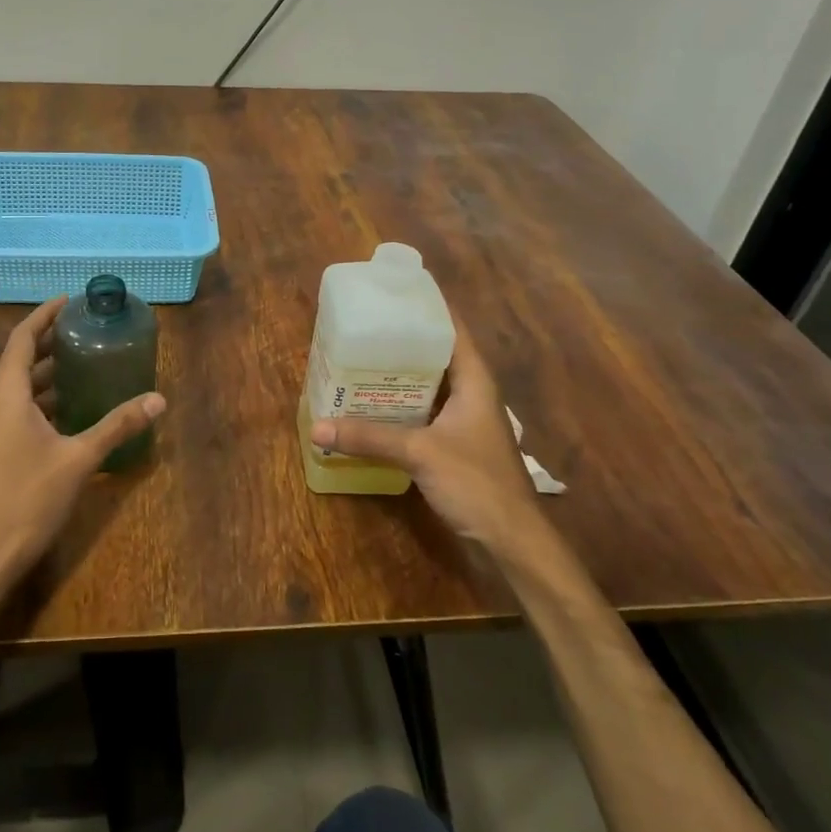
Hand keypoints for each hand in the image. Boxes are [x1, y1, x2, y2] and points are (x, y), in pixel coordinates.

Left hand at [0, 297, 166, 587]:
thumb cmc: (28, 499)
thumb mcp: (79, 459)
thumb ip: (117, 425)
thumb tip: (158, 399)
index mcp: (7, 394)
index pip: (22, 338)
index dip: (45, 314)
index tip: (71, 300)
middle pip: (20, 358)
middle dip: (51, 341)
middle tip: (86, 330)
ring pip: (17, 386)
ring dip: (47, 371)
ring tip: (84, 363)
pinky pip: (16, 408)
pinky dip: (41, 398)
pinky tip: (69, 409)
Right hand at [310, 314, 537, 550]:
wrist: (512, 539)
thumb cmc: (476, 482)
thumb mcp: (419, 453)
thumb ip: (369, 438)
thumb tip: (317, 428)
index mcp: (475, 380)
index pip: (453, 329)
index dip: (427, 307)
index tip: (394, 292)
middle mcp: (472, 393)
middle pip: (437, 354)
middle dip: (403, 341)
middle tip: (364, 326)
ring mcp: (465, 420)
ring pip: (429, 385)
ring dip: (400, 375)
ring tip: (361, 360)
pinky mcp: (456, 443)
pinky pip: (425, 412)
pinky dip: (402, 405)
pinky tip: (373, 406)